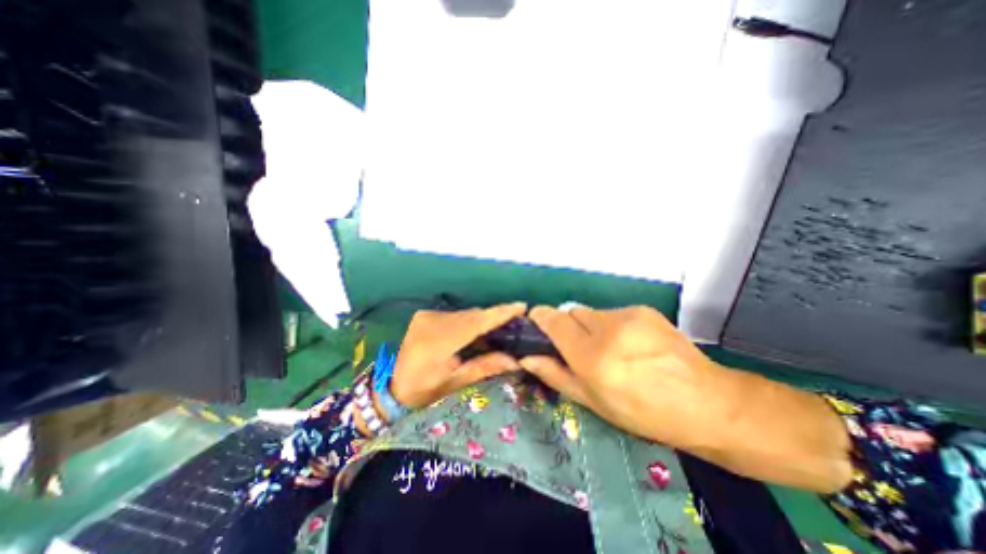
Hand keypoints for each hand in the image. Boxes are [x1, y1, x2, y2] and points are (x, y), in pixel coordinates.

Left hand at [391, 301, 531, 408]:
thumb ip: (485, 366)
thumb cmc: (425, 391)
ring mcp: (427, 315)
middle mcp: (432, 321)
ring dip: (482, 320)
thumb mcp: (456, 382)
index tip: (522, 306)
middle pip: (472, 316)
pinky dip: (470, 321)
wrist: (393, 389)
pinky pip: (456, 316)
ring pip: (465, 314)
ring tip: (501, 328)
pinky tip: (479, 331)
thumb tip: (516, 360)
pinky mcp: (426, 315)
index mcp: (438, 340)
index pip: (476, 322)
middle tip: (517, 321)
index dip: (500, 313)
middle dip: (495, 318)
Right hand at [519, 305, 725, 451]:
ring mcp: (628, 316)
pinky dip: (612, 325)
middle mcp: (607, 330)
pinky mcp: (643, 309)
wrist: (707, 403)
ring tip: (611, 349)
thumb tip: (527, 358)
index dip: (540, 318)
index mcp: (592, 357)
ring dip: (591, 327)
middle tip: (582, 349)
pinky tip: (631, 345)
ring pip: (592, 312)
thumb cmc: (643, 412)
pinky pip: (613, 313)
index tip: (536, 323)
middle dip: (569, 327)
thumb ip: (556, 375)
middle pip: (571, 312)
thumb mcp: (593, 402)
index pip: (553, 321)